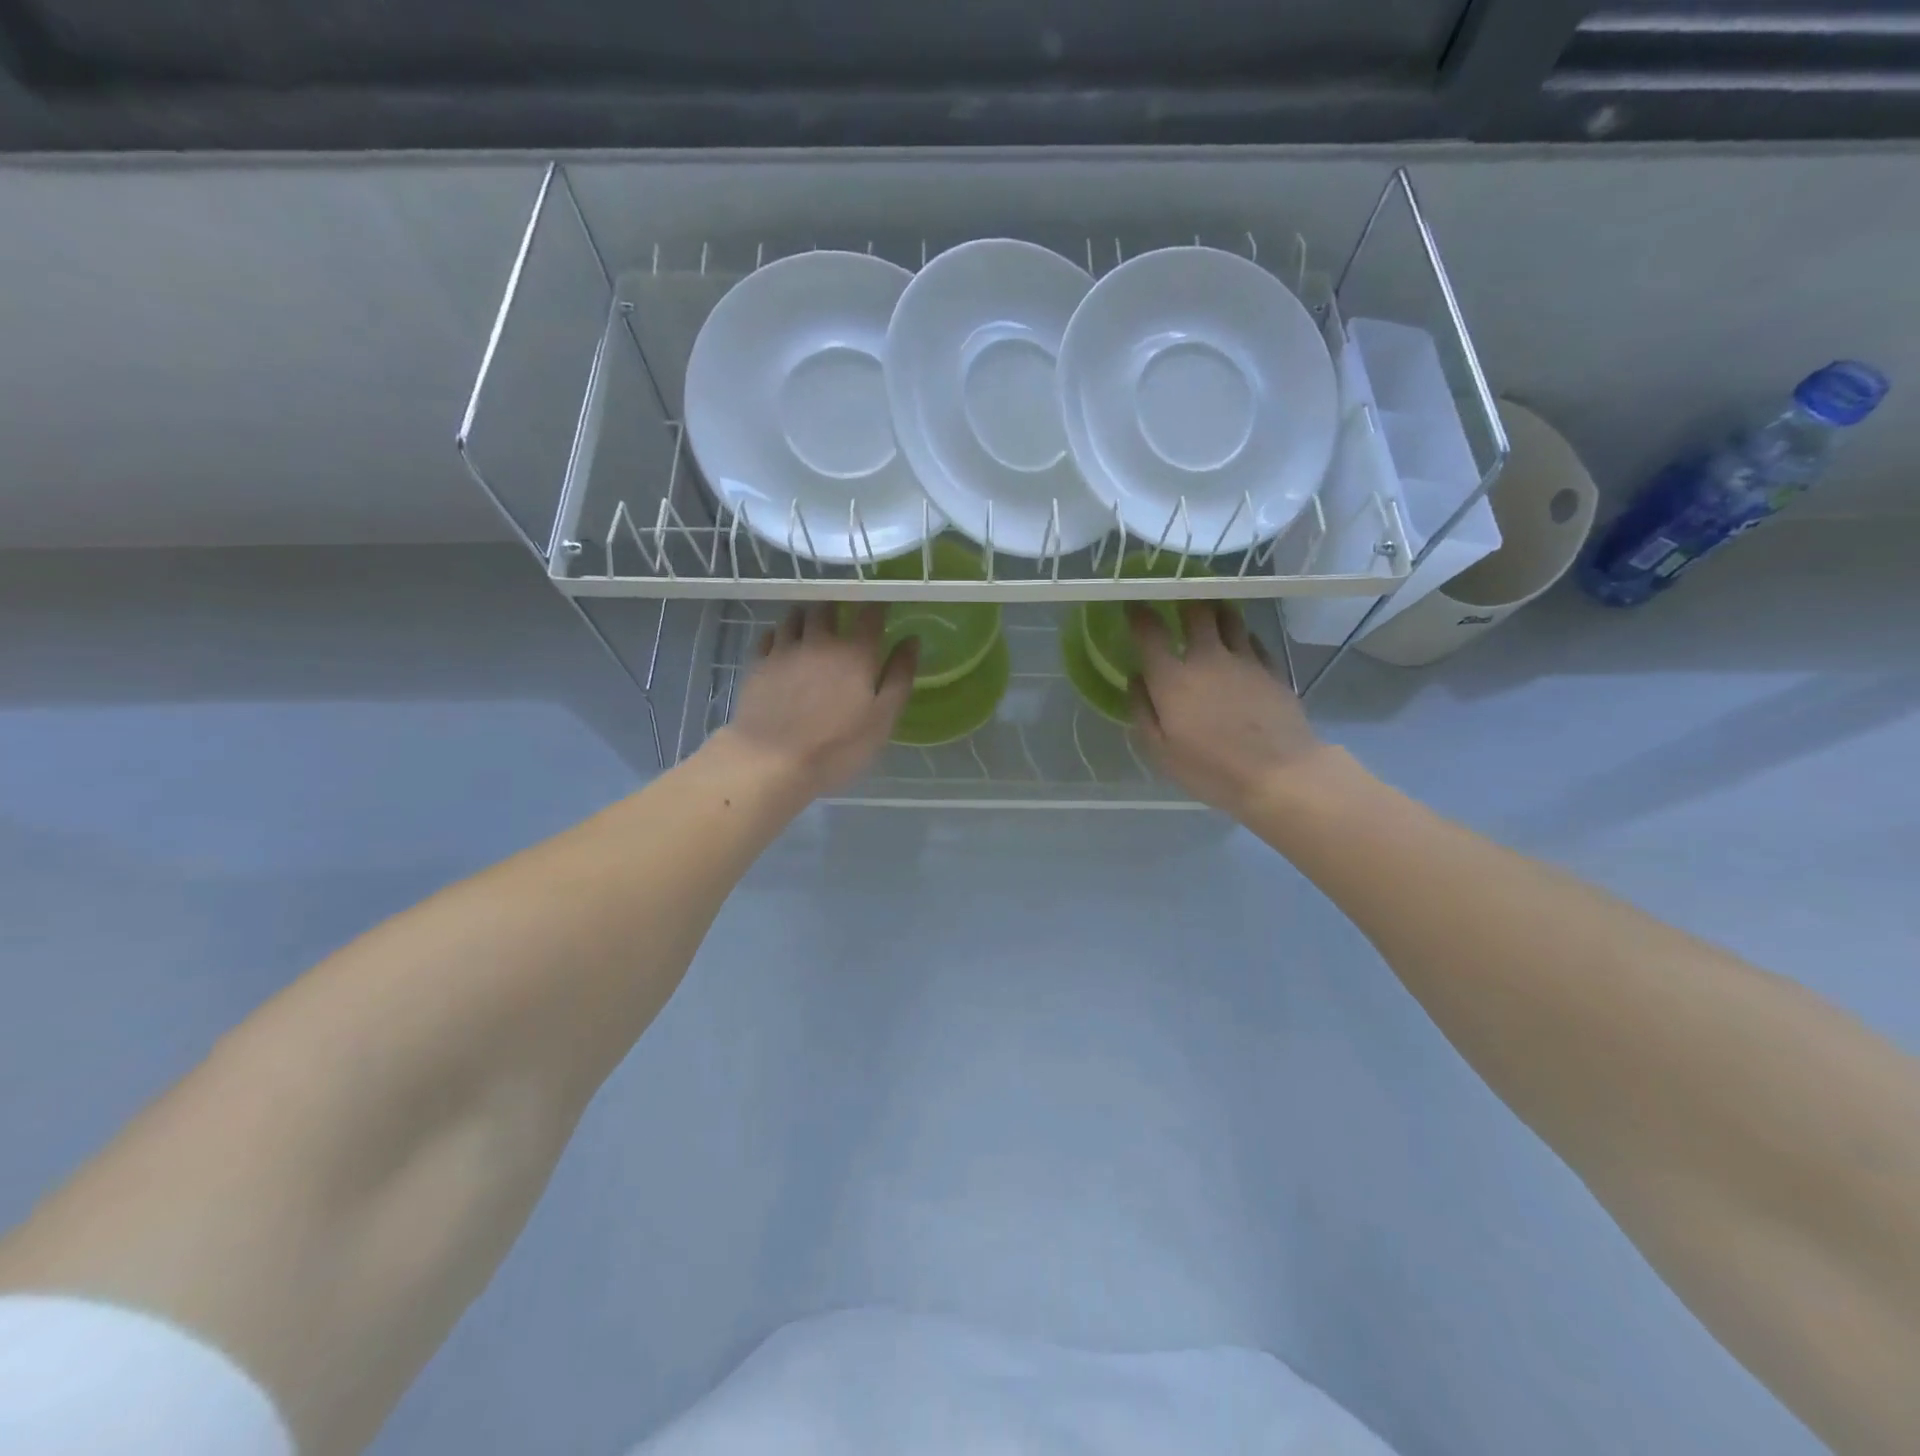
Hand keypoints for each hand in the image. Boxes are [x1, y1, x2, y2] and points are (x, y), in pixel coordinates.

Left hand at [715, 603, 915, 799]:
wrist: (771, 760)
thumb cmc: (836, 747)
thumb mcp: (882, 719)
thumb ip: (899, 677)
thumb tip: (911, 640)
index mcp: (856, 653)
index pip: (870, 615)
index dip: (878, 606)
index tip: (882, 606)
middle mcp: (820, 641)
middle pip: (828, 607)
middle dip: (837, 605)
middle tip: (843, 612)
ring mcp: (784, 650)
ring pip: (795, 616)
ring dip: (806, 614)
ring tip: (811, 622)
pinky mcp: (757, 664)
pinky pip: (768, 635)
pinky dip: (779, 633)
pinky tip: (781, 642)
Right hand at [1127, 603, 1328, 813]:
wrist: (1280, 773)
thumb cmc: (1211, 769)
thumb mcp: (1161, 752)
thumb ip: (1142, 711)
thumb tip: (1136, 678)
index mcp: (1172, 679)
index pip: (1150, 632)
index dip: (1139, 614)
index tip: (1134, 606)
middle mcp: (1207, 658)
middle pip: (1196, 611)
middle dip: (1183, 601)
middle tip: (1178, 603)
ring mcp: (1244, 660)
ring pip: (1229, 617)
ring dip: (1215, 611)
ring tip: (1210, 614)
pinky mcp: (1271, 669)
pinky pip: (1253, 639)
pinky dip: (1242, 636)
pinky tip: (1240, 644)